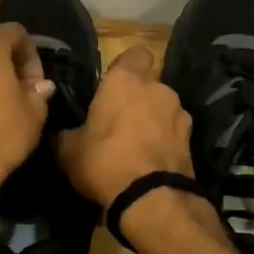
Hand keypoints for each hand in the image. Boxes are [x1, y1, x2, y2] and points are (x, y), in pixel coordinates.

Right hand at [55, 46, 195, 207]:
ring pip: (163, 110)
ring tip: (136, 148)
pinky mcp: (192, 141)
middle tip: (118, 124)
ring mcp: (180, 115)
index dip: (126, 66)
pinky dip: (164, 143)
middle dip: (137, 100)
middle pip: (148, 86)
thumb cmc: (105, 161)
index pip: (135, 53)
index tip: (112, 84)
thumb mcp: (68, 150)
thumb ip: (66, 134)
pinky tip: (150, 164)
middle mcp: (158, 89)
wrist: (152, 200)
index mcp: (125, 81)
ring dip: (152, 122)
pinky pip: (173, 134)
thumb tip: (61, 133)